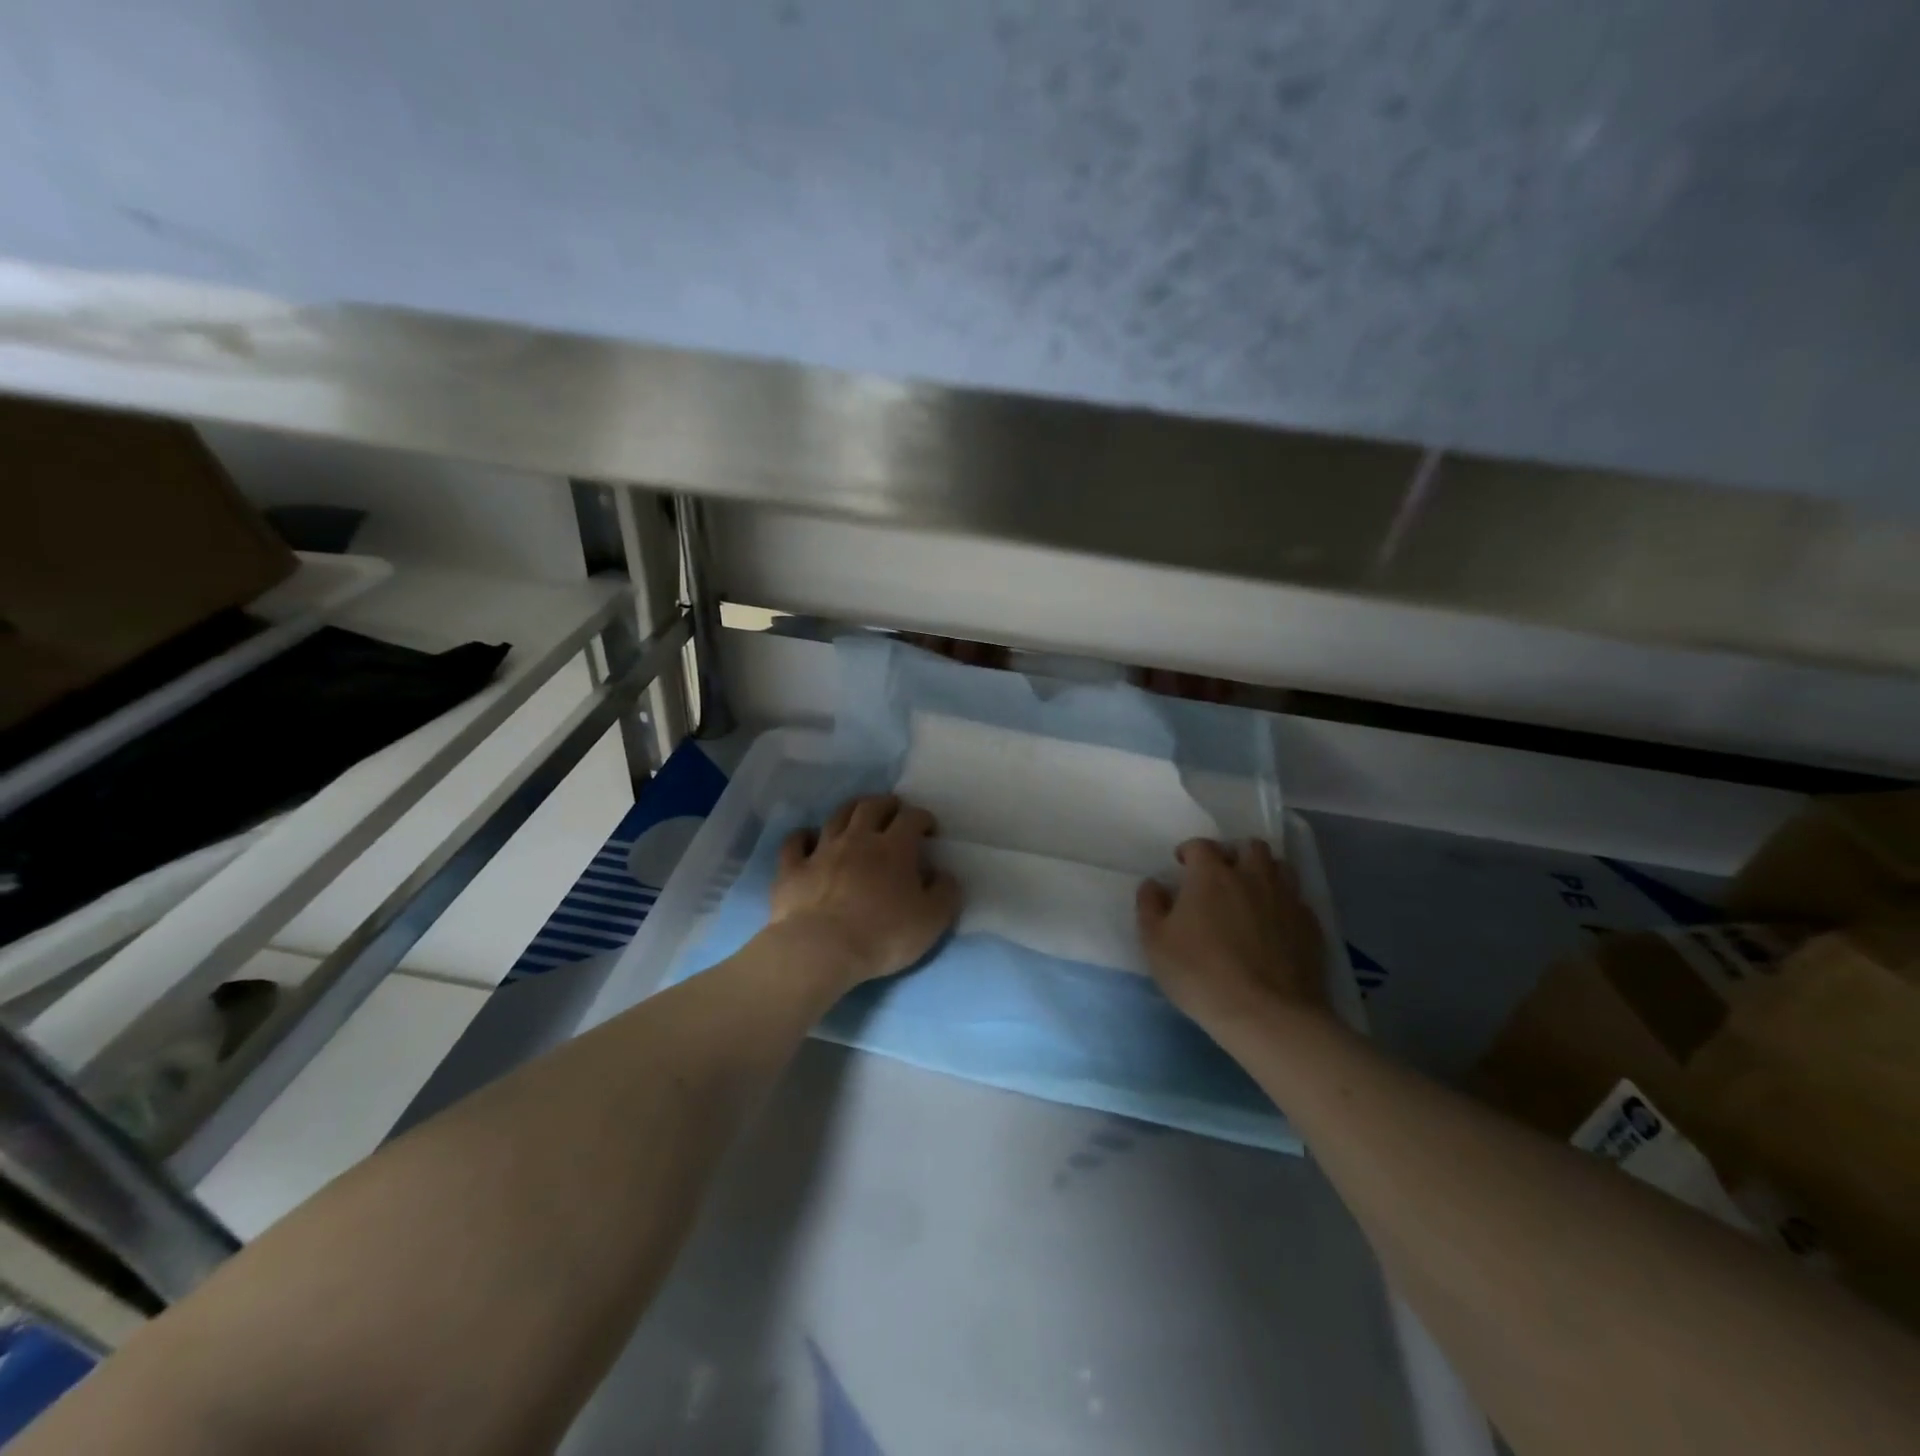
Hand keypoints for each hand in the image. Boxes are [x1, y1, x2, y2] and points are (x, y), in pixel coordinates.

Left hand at [769, 794, 960, 989]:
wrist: (821, 950)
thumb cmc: (882, 935)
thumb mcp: (932, 920)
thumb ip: (945, 893)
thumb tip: (944, 875)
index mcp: (894, 848)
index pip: (911, 818)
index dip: (923, 818)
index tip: (929, 829)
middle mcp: (858, 840)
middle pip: (872, 807)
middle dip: (886, 804)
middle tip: (894, 810)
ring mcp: (822, 851)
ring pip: (836, 817)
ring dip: (851, 810)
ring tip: (858, 814)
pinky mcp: (792, 869)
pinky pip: (795, 842)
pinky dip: (803, 836)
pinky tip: (807, 838)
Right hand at [1136, 838, 1330, 1031]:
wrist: (1267, 1015)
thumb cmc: (1200, 974)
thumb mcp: (1155, 943)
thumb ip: (1150, 906)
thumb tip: (1154, 884)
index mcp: (1211, 875)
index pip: (1201, 845)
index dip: (1190, 851)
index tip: (1183, 865)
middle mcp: (1252, 876)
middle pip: (1250, 847)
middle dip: (1235, 854)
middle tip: (1223, 875)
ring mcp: (1286, 899)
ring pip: (1281, 868)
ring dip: (1265, 873)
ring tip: (1253, 894)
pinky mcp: (1311, 926)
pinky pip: (1298, 901)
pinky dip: (1285, 905)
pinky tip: (1276, 925)